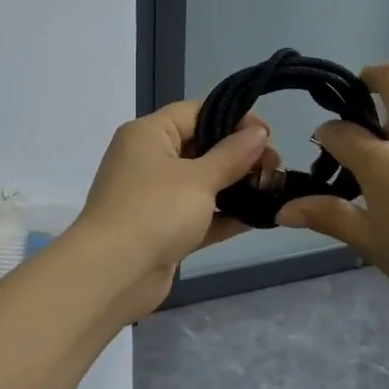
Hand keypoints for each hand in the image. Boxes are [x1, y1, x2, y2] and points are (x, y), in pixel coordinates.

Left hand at [75, 101, 273, 320]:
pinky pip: (199, 215)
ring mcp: (154, 198)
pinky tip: (260, 218)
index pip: (195, 112)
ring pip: (202, 183)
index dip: (234, 118)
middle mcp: (148, 160)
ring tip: (273, 189)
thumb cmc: (155, 212)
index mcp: (148, 134)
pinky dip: (225, 215)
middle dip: (239, 155)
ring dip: (235, 186)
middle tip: (276, 166)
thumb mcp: (199, 179)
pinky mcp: (163, 230)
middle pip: (201, 146)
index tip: (268, 135)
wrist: (113, 275)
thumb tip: (258, 133)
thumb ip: (232, 155)